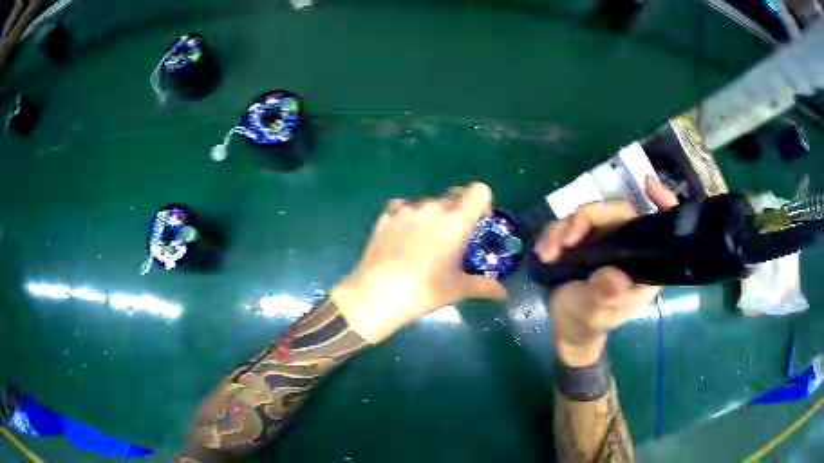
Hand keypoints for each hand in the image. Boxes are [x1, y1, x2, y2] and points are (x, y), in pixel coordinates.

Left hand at [332, 183, 507, 342]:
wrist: (377, 294)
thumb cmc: (424, 291)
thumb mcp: (458, 289)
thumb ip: (485, 286)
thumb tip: (504, 293)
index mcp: (456, 221)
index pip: (479, 190)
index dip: (482, 203)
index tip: (477, 223)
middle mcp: (432, 207)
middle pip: (453, 197)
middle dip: (457, 213)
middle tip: (451, 240)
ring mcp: (406, 209)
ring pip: (428, 204)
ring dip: (432, 217)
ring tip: (423, 244)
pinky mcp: (386, 215)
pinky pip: (404, 208)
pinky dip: (409, 218)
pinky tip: (403, 239)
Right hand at [535, 177, 678, 365]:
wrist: (566, 329)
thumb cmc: (587, 324)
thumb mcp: (595, 313)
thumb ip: (604, 295)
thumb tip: (613, 275)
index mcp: (644, 264)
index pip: (661, 227)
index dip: (662, 202)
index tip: (648, 185)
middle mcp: (629, 246)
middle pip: (616, 212)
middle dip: (587, 218)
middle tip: (564, 240)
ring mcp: (605, 241)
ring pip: (588, 215)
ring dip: (563, 229)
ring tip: (547, 254)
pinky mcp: (584, 240)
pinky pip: (568, 224)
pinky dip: (553, 234)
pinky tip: (544, 252)